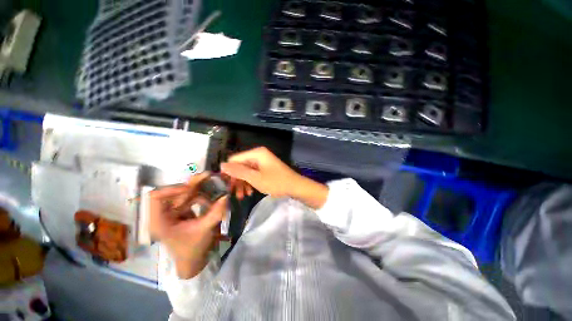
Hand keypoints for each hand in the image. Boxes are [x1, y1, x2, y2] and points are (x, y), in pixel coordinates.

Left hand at [148, 172, 228, 278]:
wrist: (194, 261)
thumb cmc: (194, 249)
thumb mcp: (205, 229)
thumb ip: (216, 212)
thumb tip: (226, 195)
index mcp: (159, 221)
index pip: (156, 197)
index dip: (172, 189)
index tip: (191, 188)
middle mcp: (163, 214)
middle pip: (173, 192)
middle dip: (192, 186)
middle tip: (208, 178)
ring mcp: (172, 213)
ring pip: (183, 194)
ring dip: (199, 191)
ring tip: (214, 190)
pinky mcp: (181, 212)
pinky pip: (190, 199)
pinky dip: (201, 196)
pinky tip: (211, 199)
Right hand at [220, 147, 299, 196]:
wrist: (295, 187)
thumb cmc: (276, 182)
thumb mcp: (255, 178)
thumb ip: (238, 171)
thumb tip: (222, 165)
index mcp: (256, 153)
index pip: (235, 159)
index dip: (228, 171)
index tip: (224, 184)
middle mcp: (258, 155)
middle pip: (240, 166)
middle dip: (236, 179)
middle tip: (232, 193)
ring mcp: (263, 162)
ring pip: (247, 171)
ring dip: (243, 183)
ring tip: (241, 196)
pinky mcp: (266, 169)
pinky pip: (254, 174)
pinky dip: (250, 182)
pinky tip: (249, 192)